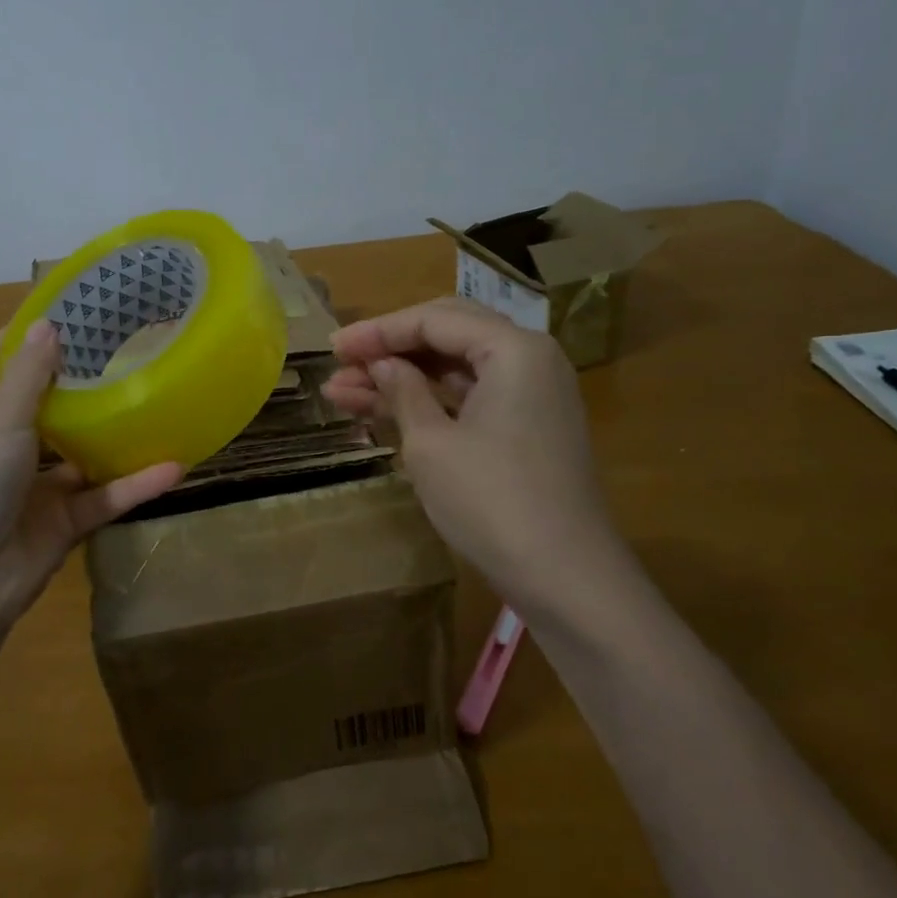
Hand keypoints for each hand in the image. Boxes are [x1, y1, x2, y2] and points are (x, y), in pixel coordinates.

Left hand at [0, 321, 181, 630]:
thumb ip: (27, 376)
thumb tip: (49, 324)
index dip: (26, 335)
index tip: (66, 305)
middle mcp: (4, 447)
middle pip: (47, 405)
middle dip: (82, 379)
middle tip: (128, 345)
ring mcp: (34, 487)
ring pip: (83, 453)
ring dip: (115, 435)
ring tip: (159, 400)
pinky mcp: (63, 522)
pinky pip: (104, 497)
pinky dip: (135, 484)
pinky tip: (174, 465)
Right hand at [322, 298, 621, 611]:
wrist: (565, 578)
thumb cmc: (492, 501)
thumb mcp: (431, 444)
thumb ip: (403, 391)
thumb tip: (382, 363)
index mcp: (513, 348)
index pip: (434, 320)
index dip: (378, 331)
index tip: (332, 348)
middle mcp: (529, 359)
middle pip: (447, 334)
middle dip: (389, 348)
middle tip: (341, 362)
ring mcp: (532, 395)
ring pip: (455, 369)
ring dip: (402, 377)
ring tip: (341, 392)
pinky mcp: (527, 428)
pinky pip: (470, 397)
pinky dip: (428, 401)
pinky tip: (381, 410)